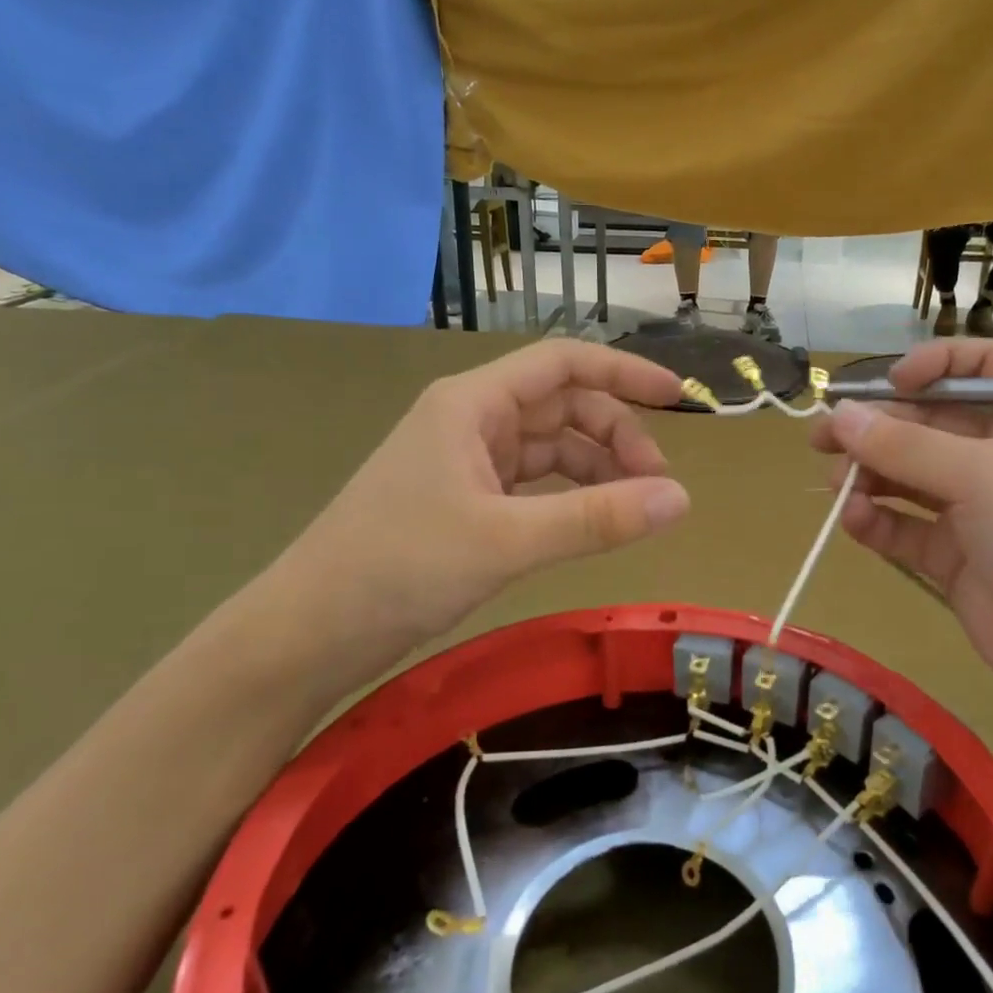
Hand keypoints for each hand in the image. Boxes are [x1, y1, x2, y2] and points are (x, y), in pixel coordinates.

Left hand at [254, 340, 689, 690]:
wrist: (312, 629)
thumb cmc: (400, 567)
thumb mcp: (508, 540)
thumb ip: (597, 519)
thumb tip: (681, 500)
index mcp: (473, 403)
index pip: (563, 363)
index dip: (624, 373)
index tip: (677, 397)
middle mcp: (471, 421)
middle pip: (563, 408)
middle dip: (616, 437)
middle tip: (658, 487)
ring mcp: (466, 462)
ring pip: (550, 450)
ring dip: (597, 471)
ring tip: (636, 511)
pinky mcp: (464, 502)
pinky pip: (532, 486)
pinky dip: (569, 499)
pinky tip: (593, 523)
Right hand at [812, 339, 992, 755]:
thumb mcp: (984, 477)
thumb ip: (906, 446)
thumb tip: (839, 416)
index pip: (980, 367)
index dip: (933, 366)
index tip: (889, 385)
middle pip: (928, 424)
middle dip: (876, 428)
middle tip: (821, 440)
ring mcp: (977, 513)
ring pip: (908, 478)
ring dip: (868, 476)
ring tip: (836, 487)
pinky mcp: (955, 561)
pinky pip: (905, 529)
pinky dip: (876, 522)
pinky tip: (854, 522)